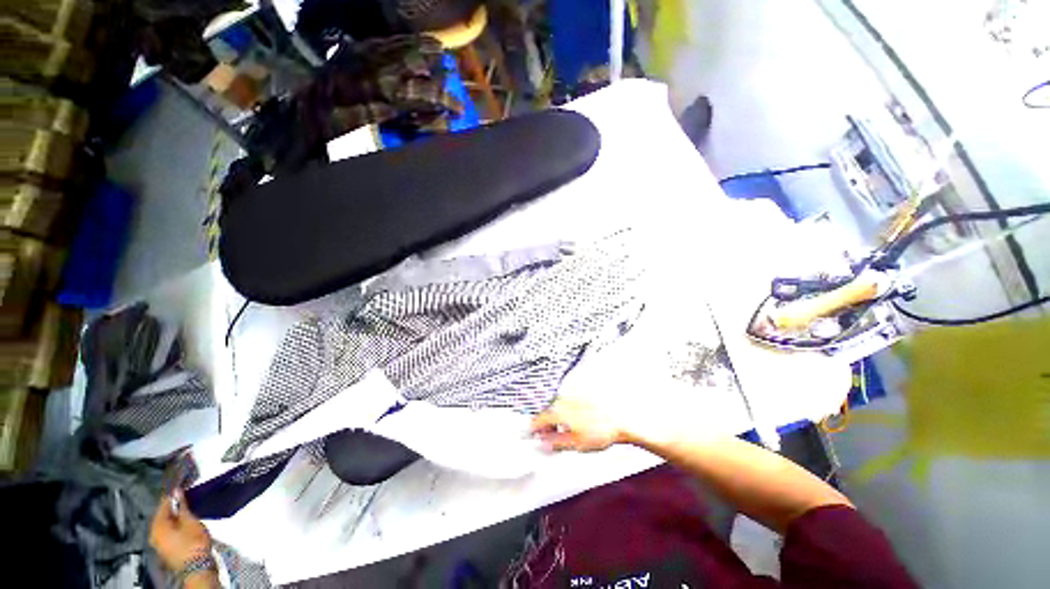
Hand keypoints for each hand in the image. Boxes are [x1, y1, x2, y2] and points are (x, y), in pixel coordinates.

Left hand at [148, 489, 212, 571]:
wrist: (198, 567)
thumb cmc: (194, 543)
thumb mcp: (191, 521)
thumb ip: (183, 506)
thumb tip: (178, 492)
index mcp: (157, 526)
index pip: (163, 504)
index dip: (173, 494)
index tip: (182, 486)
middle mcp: (153, 534)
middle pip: (163, 514)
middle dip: (174, 506)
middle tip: (187, 497)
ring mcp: (159, 543)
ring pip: (166, 523)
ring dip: (176, 515)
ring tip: (189, 509)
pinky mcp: (167, 549)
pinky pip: (169, 531)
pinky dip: (176, 524)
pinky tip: (186, 523)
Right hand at [530, 395, 628, 451]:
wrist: (620, 420)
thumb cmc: (599, 432)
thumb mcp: (575, 443)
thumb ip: (555, 442)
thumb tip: (542, 443)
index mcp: (559, 411)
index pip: (538, 418)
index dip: (534, 428)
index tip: (533, 434)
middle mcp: (563, 399)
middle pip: (547, 410)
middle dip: (545, 423)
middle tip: (548, 435)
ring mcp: (573, 394)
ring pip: (557, 405)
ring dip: (555, 416)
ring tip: (563, 428)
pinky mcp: (582, 392)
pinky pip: (567, 400)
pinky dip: (566, 409)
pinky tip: (574, 419)